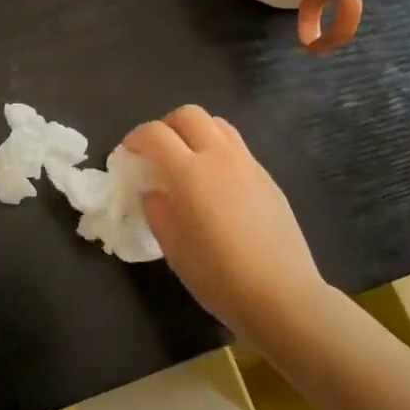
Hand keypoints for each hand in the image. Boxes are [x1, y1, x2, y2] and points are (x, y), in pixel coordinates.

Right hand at [123, 107, 327, 335]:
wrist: (281, 295)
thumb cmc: (218, 276)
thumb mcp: (172, 247)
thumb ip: (157, 210)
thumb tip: (155, 191)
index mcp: (189, 173)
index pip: (155, 134)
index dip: (136, 138)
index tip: (128, 153)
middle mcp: (219, 157)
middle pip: (189, 115)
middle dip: (166, 125)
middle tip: (157, 151)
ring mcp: (248, 164)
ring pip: (217, 124)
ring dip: (195, 132)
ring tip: (187, 159)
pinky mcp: (267, 178)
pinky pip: (237, 147)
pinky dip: (218, 150)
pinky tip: (216, 182)